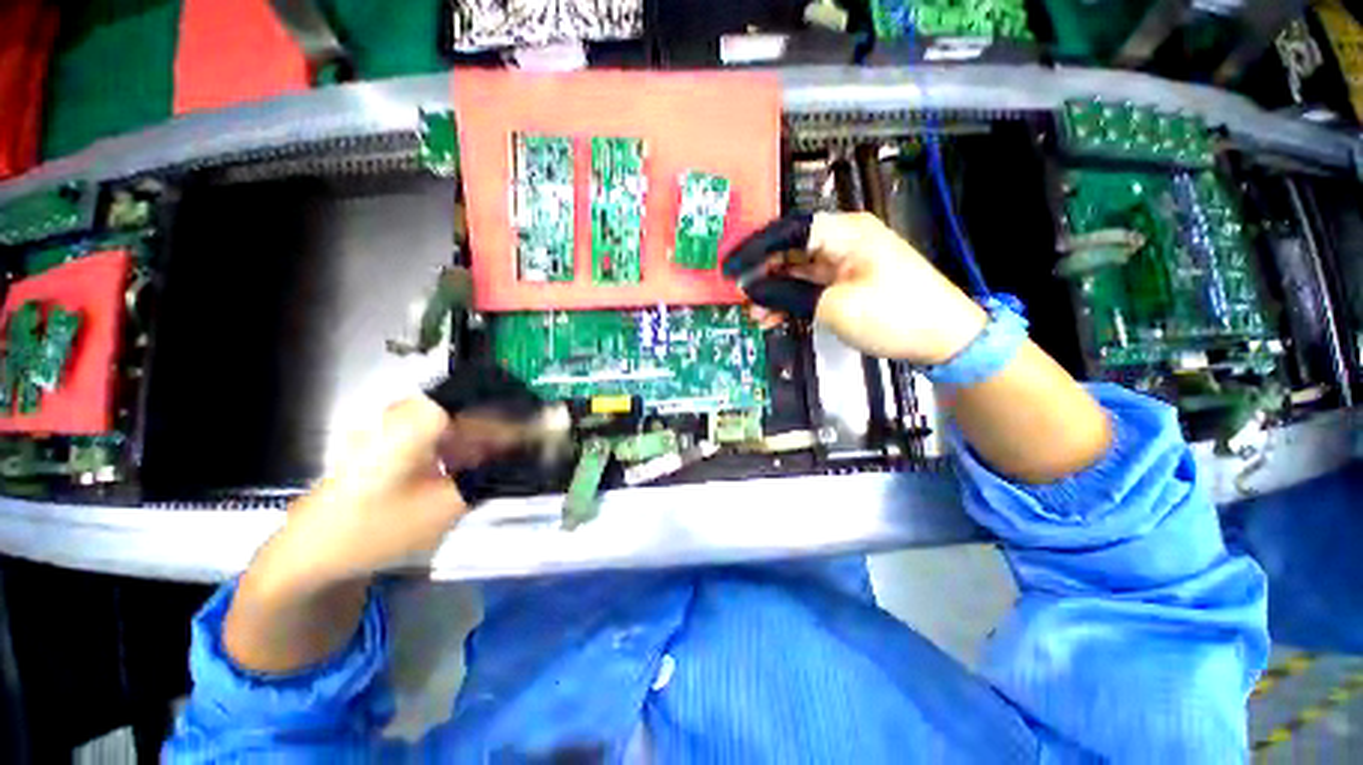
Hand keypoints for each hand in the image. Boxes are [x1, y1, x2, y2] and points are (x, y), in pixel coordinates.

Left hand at [225, 378, 541, 673]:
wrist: (311, 553)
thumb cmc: (378, 529)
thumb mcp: (449, 504)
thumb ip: (500, 472)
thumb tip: (541, 453)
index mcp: (421, 418)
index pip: (492, 403)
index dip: (527, 415)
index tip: (554, 429)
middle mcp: (411, 410)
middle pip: (480, 410)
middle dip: (512, 431)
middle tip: (539, 451)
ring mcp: (400, 424)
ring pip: (465, 423)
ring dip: (492, 442)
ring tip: (514, 463)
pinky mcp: (397, 439)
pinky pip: (447, 435)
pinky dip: (469, 450)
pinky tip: (478, 471)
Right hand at [725, 212, 986, 364]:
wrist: (943, 339)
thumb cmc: (892, 315)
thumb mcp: (835, 306)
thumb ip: (788, 295)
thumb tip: (753, 290)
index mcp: (843, 231)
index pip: (786, 231)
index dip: (753, 249)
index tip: (728, 270)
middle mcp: (841, 239)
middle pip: (788, 249)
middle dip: (761, 273)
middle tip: (738, 296)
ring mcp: (843, 262)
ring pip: (795, 271)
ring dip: (774, 292)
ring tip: (754, 315)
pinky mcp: (846, 283)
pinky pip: (808, 287)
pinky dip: (790, 301)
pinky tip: (773, 318)